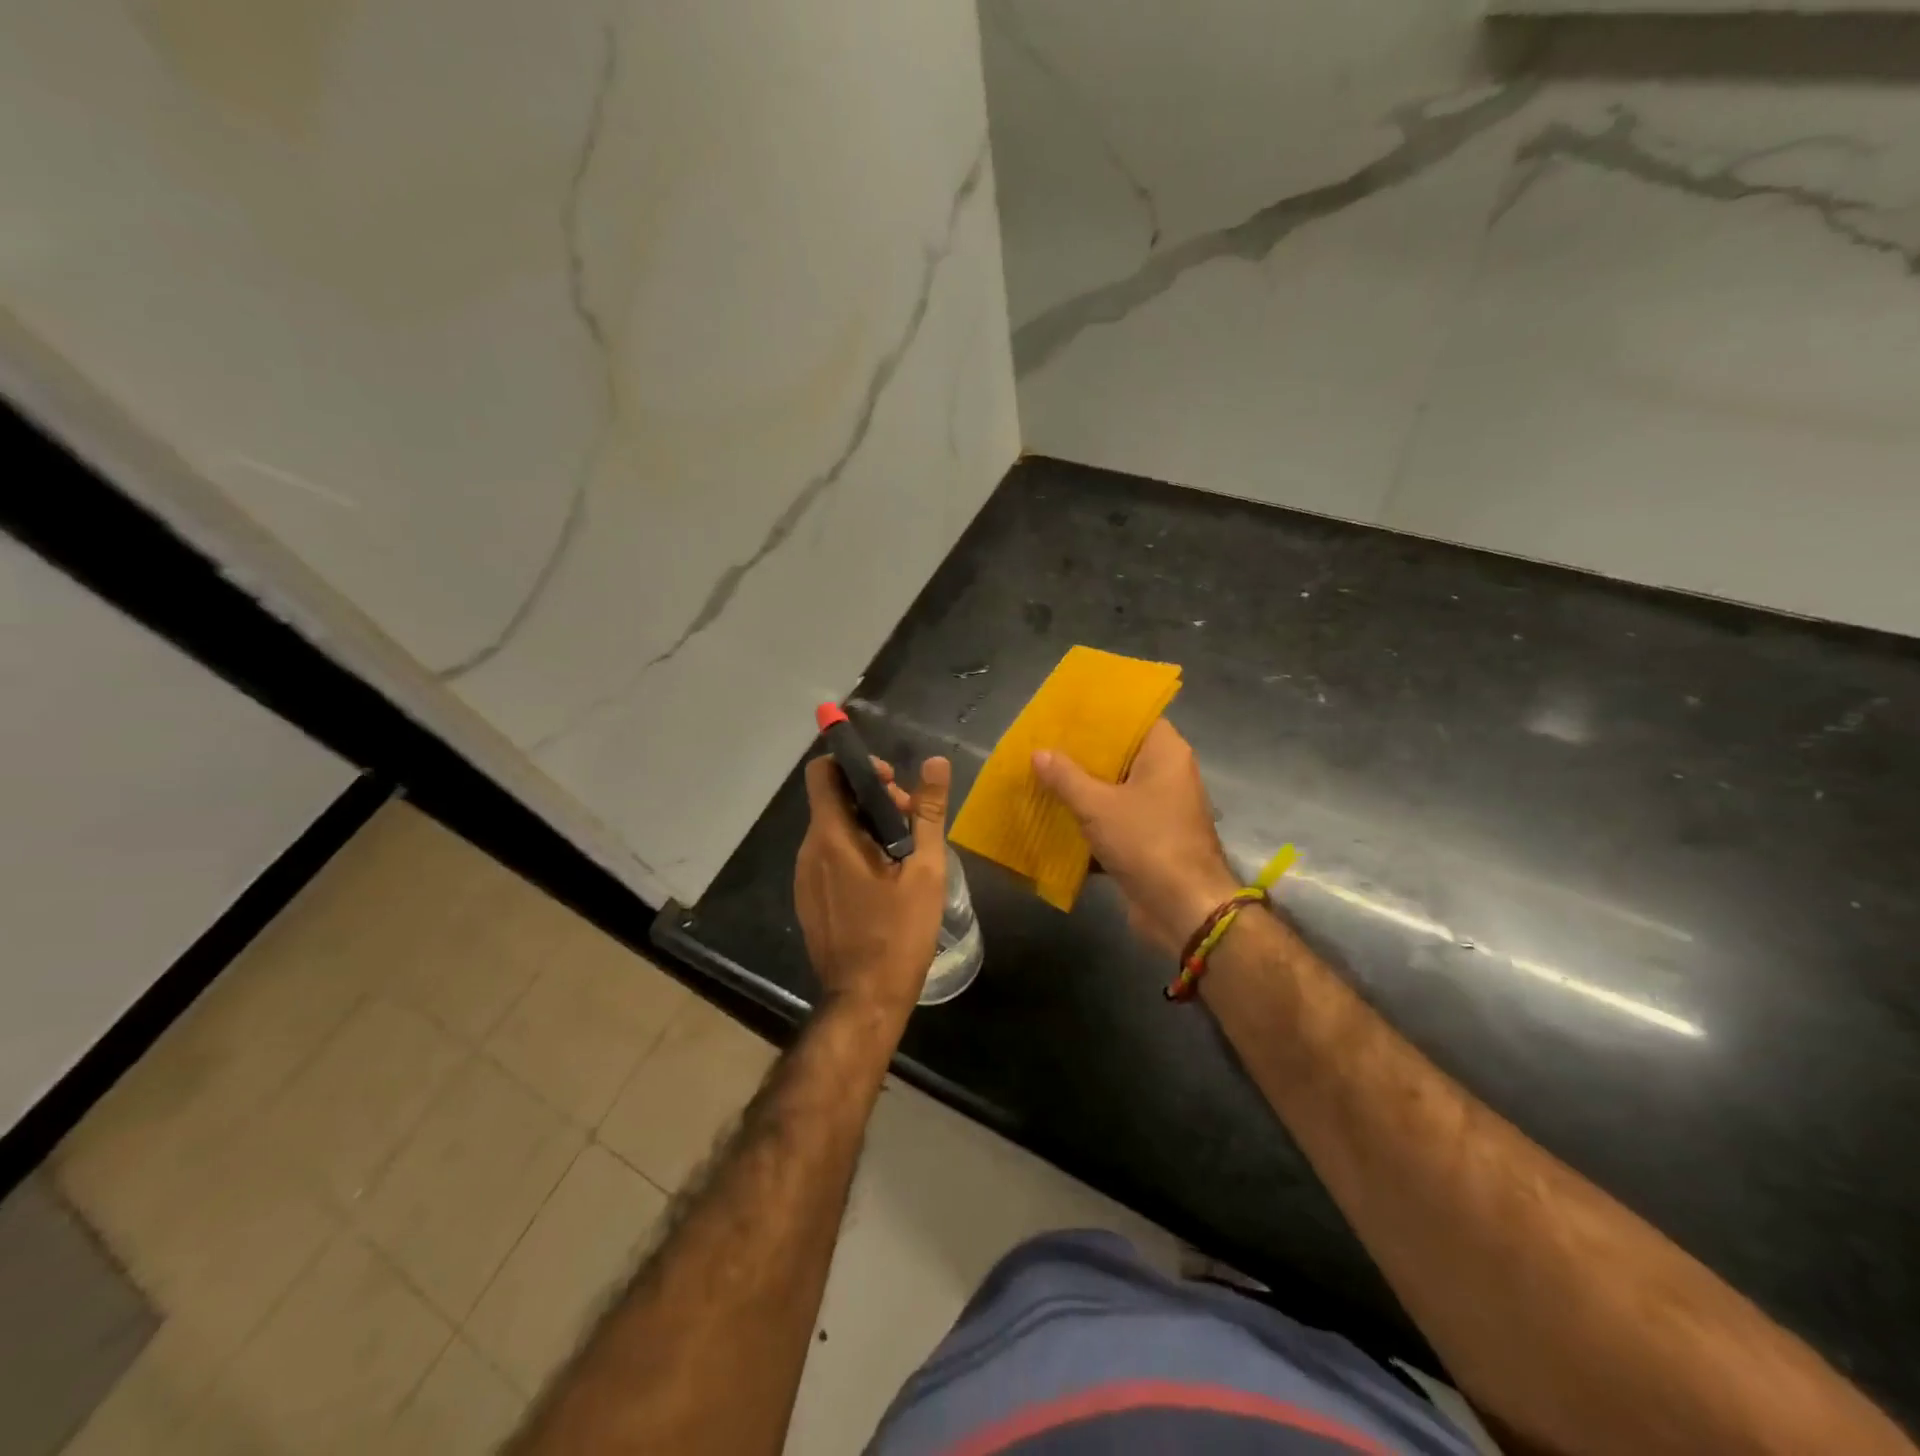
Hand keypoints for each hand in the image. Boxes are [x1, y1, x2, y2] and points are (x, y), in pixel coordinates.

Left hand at [795, 752, 950, 1018]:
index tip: (892, 782)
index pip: (823, 772)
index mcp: (831, 837)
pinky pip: (829, 858)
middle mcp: (809, 851)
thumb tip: (934, 762)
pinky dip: (855, 852)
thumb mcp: (924, 870)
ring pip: (833, 830)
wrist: (865, 999)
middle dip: (874, 799)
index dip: (855, 765)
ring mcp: (804, 878)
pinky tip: (886, 880)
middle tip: (912, 822)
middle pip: (834, 801)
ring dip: (867, 826)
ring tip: (905, 854)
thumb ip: (928, 812)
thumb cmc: (898, 933)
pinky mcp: (809, 899)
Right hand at [1033, 718, 1238, 953]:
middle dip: (1082, 753)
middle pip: (1121, 754)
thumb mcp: (1098, 806)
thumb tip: (1038, 752)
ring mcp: (1160, 808)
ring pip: (1115, 788)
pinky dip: (1090, 819)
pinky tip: (1055, 816)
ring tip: (1041, 775)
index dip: (1099, 714)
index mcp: (1165, 753)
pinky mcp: (1149, 839)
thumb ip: (1066, 778)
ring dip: (1082, 788)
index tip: (1065, 712)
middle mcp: (1167, 774)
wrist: (1183, 909)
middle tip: (1043, 743)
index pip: (1133, 717)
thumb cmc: (1147, 842)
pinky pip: (1115, 819)